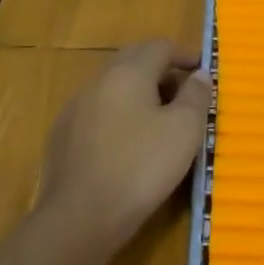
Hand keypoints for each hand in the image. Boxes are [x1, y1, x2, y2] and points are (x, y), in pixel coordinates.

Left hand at [39, 39, 210, 251]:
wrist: (79, 218)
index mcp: (129, 71)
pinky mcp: (62, 135)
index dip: (184, 54)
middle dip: (159, 68)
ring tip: (157, 117)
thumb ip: (196, 96)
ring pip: (113, 85)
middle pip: (133, 60)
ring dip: (137, 91)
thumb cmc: (141, 167)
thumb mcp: (184, 130)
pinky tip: (126, 141)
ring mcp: (76, 107)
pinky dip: (117, 113)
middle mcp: (99, 80)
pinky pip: (97, 110)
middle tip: (182, 90)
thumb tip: (200, 74)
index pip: (160, 46)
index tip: (201, 70)